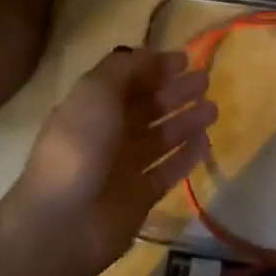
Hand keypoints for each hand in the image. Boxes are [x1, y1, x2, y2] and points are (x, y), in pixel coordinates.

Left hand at [2, 47, 216, 275]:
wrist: (63, 221)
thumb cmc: (79, 144)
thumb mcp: (96, 91)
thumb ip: (125, 68)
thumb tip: (150, 54)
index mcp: (93, 105)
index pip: (129, 79)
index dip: (155, 67)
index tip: (184, 59)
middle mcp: (109, 132)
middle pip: (148, 106)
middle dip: (175, 92)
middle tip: (204, 80)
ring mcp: (125, 166)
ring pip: (162, 137)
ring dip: (186, 121)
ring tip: (212, 108)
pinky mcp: (140, 196)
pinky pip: (168, 170)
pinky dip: (186, 156)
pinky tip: (206, 142)